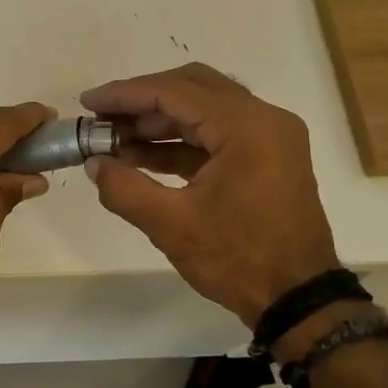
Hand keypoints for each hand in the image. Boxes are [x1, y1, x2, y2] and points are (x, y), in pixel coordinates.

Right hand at [80, 63, 340, 327]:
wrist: (299, 299)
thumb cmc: (238, 259)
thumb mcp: (172, 225)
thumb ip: (124, 188)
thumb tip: (95, 164)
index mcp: (246, 127)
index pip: (175, 92)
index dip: (125, 95)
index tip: (88, 102)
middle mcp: (264, 119)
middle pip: (192, 88)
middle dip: (142, 101)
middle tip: (101, 118)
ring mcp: (269, 137)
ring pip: (204, 109)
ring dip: (158, 121)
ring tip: (114, 140)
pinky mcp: (266, 157)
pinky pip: (216, 134)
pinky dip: (179, 141)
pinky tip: (142, 156)